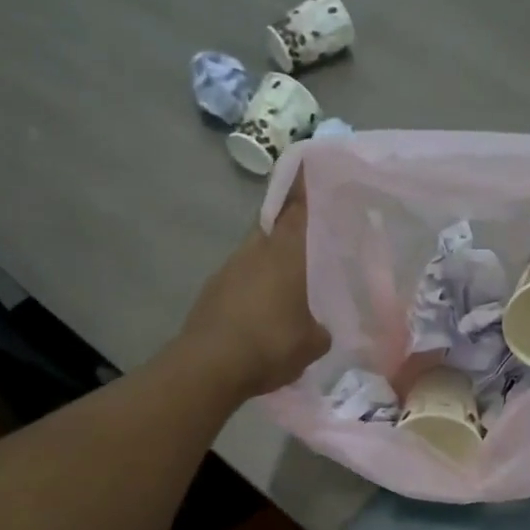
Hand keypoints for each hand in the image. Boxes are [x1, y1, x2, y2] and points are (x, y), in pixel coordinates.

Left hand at [178, 174, 330, 398]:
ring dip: (271, 261)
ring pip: (255, 253)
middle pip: (273, 226)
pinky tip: (264, 311)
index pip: (297, 207)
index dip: (304, 184)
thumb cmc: (270, 344)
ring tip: (290, 283)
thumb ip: (321, 329)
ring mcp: (228, 270)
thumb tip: (319, 329)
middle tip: (310, 233)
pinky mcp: (211, 292)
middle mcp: (255, 252)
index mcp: (285, 254)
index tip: (310, 162)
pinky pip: (241, 279)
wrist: (209, 367)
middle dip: (290, 225)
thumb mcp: (312, 343)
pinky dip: (254, 287)